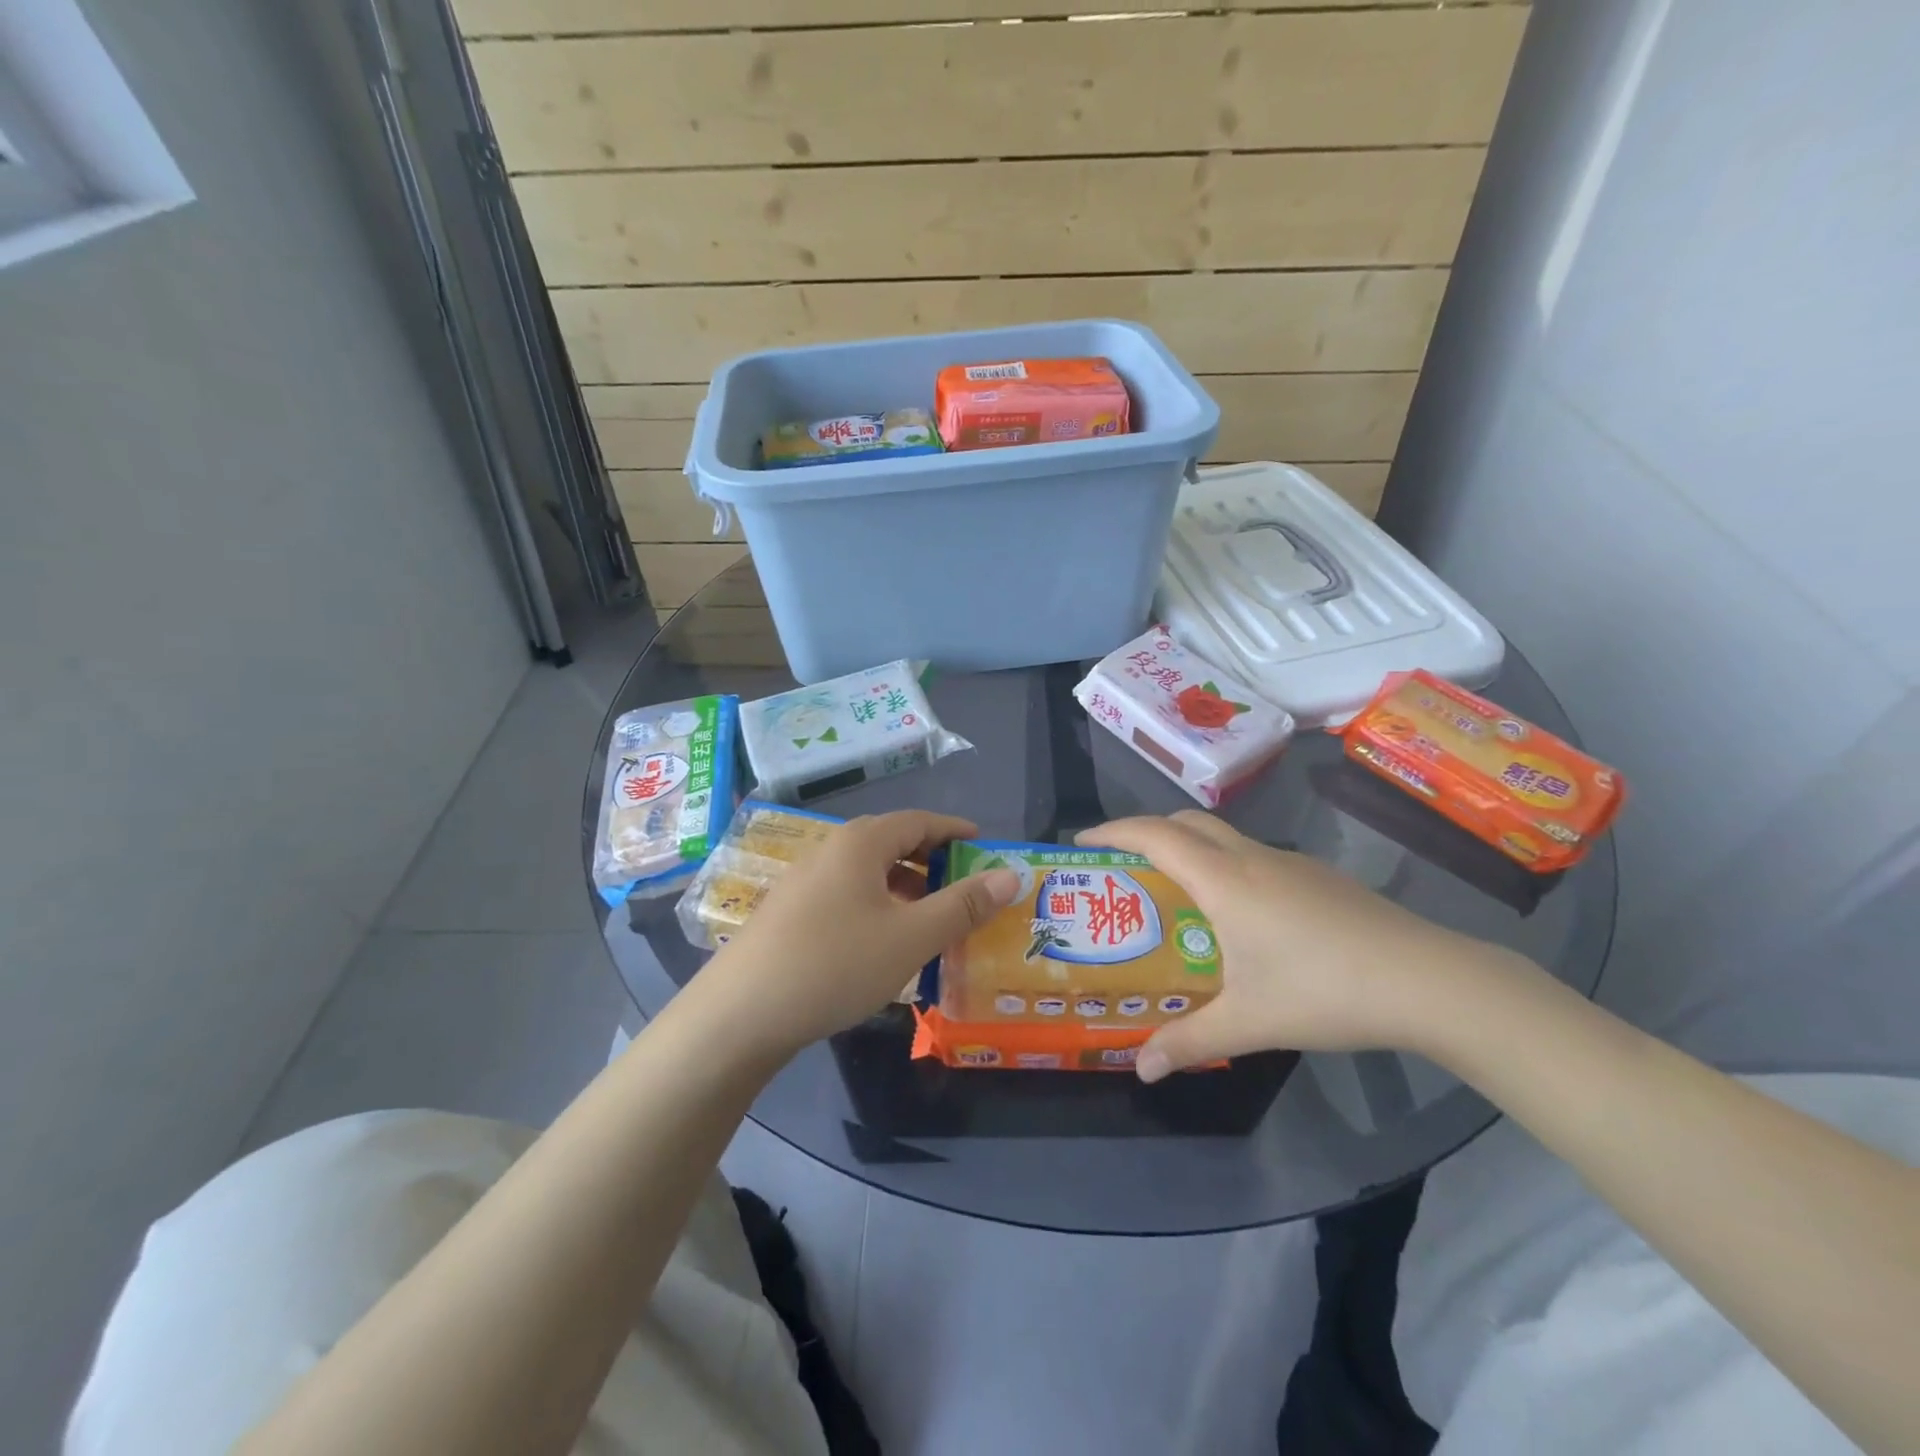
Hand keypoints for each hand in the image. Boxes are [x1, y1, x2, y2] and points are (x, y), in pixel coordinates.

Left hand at [695, 811, 1022, 1058]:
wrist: (740, 1014)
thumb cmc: (836, 964)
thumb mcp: (911, 937)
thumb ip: (963, 905)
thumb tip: (1010, 875)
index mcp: (861, 843)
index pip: (919, 821)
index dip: (955, 831)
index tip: (984, 845)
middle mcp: (831, 851)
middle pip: (893, 843)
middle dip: (932, 862)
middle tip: (965, 888)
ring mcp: (805, 882)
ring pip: (868, 874)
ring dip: (905, 889)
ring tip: (932, 920)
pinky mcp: (790, 913)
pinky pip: (847, 896)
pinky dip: (878, 908)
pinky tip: (885, 944)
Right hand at [1078, 811, 1518, 1081]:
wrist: (1429, 980)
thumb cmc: (1324, 990)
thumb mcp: (1249, 1022)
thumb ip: (1188, 1041)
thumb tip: (1141, 1068)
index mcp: (1223, 880)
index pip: (1153, 836)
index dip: (1112, 831)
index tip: (1082, 842)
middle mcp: (1251, 858)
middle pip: (1185, 823)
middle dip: (1146, 832)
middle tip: (1123, 866)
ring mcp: (1290, 863)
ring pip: (1223, 837)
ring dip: (1188, 848)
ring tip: (1173, 893)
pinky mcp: (1318, 877)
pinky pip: (1252, 856)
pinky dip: (1223, 866)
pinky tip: (1238, 917)